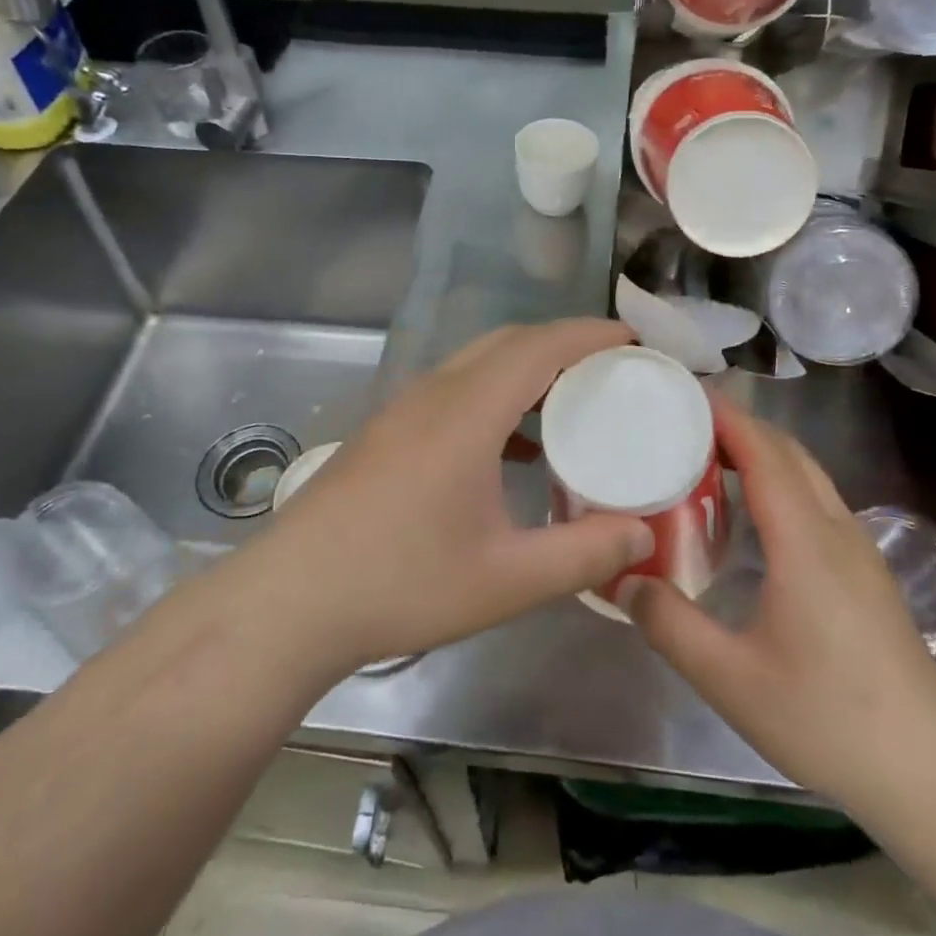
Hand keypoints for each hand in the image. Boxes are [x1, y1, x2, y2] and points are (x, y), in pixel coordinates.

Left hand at [226, 320, 654, 676]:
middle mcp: (434, 394)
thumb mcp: (506, 580)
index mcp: (467, 412)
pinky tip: (511, 445)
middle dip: (564, 343)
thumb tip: (643, 534)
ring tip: (570, 401)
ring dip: (526, 367)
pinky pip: (454, 388)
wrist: (291, 600)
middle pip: (508, 342)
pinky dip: (495, 394)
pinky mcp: (386, 431)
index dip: (590, 335)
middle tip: (612, 369)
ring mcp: (403, 409)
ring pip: (476, 362)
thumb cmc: (401, 583)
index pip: (539, 346)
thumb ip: (583, 555)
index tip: (634, 341)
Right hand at [623, 394, 935, 801]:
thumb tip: (625, 579)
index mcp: (805, 543)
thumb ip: (670, 625)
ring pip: (806, 473)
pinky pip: (815, 499)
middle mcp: (834, 530)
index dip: (726, 416)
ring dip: (760, 451)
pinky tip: (750, 512)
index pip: (764, 454)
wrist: (928, 767)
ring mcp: (857, 548)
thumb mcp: (731, 679)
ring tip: (706, 458)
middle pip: (788, 452)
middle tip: (682, 423)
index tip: (683, 393)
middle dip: (738, 425)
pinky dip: (778, 479)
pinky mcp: (864, 569)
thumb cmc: (828, 718)